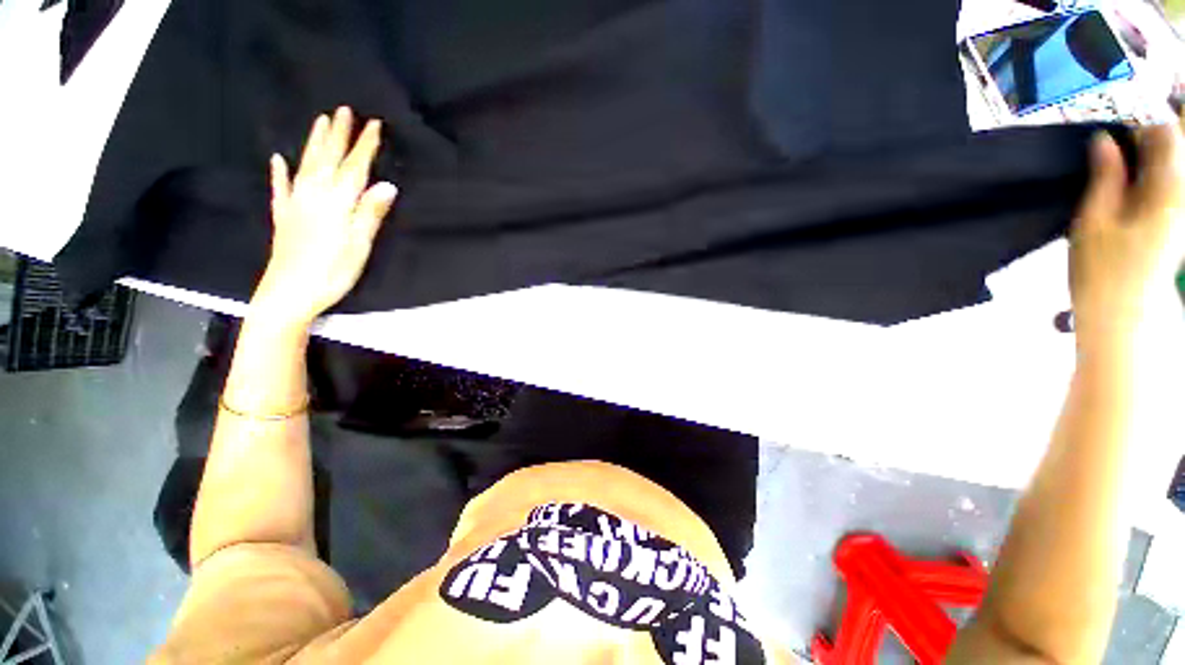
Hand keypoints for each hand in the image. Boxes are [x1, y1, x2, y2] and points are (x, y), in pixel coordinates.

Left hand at [251, 107, 397, 326]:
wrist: (288, 293)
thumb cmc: (331, 272)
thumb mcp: (359, 245)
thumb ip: (370, 213)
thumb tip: (388, 185)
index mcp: (337, 203)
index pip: (354, 168)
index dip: (365, 146)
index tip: (374, 125)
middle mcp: (314, 196)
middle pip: (328, 159)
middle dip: (338, 134)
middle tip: (343, 111)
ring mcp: (295, 204)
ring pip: (306, 165)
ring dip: (314, 142)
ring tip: (319, 121)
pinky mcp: (283, 217)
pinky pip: (281, 188)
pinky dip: (279, 172)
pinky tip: (277, 159)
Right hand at [1070, 119, 1184, 345]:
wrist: (1125, 317)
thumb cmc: (1103, 272)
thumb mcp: (1093, 223)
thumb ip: (1105, 178)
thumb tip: (1105, 141)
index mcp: (1168, 191)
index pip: (1168, 133)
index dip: (1146, 114)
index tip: (1121, 111)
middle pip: (1182, 145)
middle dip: (1164, 124)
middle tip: (1136, 115)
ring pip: (1179, 163)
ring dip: (1162, 146)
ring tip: (1135, 141)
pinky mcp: (1178, 220)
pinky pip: (1174, 181)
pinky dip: (1161, 167)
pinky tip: (1139, 168)